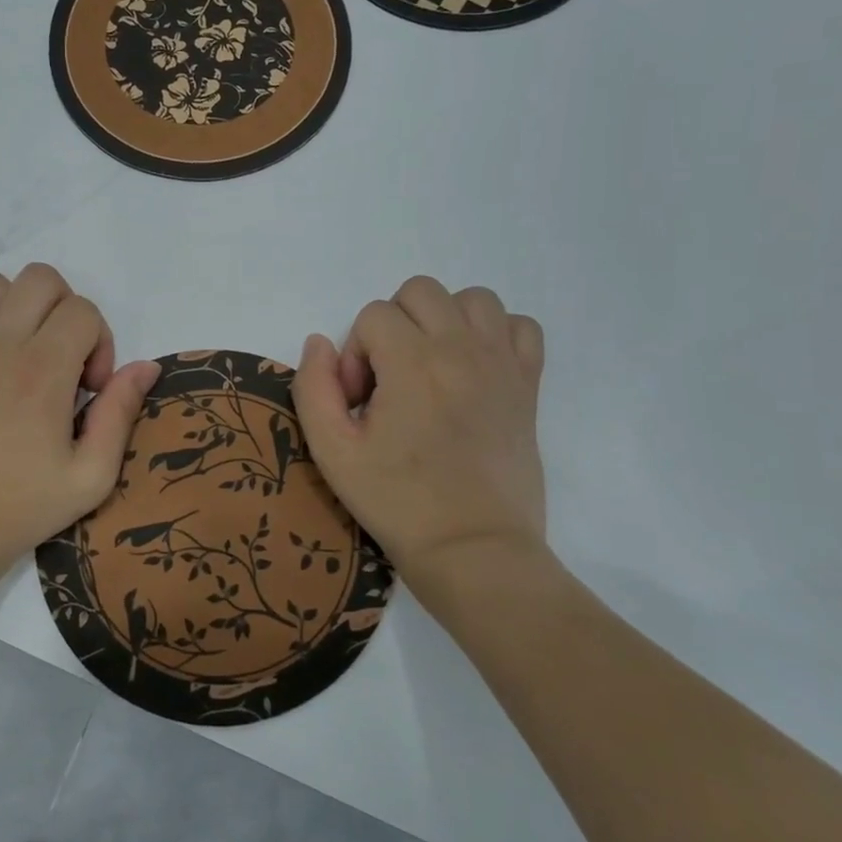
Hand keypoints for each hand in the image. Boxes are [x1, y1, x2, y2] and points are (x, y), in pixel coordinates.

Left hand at [0, 264, 159, 598]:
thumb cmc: (20, 508)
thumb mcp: (91, 476)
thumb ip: (120, 413)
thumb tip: (145, 366)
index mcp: (43, 370)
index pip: (83, 310)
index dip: (100, 344)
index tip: (89, 390)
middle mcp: (0, 345)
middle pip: (41, 279)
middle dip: (65, 310)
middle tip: (63, 360)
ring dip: (17, 307)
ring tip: (22, 351)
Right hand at [292, 278, 547, 591]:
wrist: (473, 550)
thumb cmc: (397, 502)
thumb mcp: (332, 451)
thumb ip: (313, 388)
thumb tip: (320, 343)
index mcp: (413, 363)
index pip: (373, 315)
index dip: (356, 354)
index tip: (361, 402)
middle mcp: (462, 349)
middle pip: (420, 291)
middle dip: (393, 327)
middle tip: (390, 380)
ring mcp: (502, 363)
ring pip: (472, 298)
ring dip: (443, 321)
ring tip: (430, 367)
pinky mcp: (528, 384)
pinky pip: (520, 326)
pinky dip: (495, 334)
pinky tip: (474, 369)